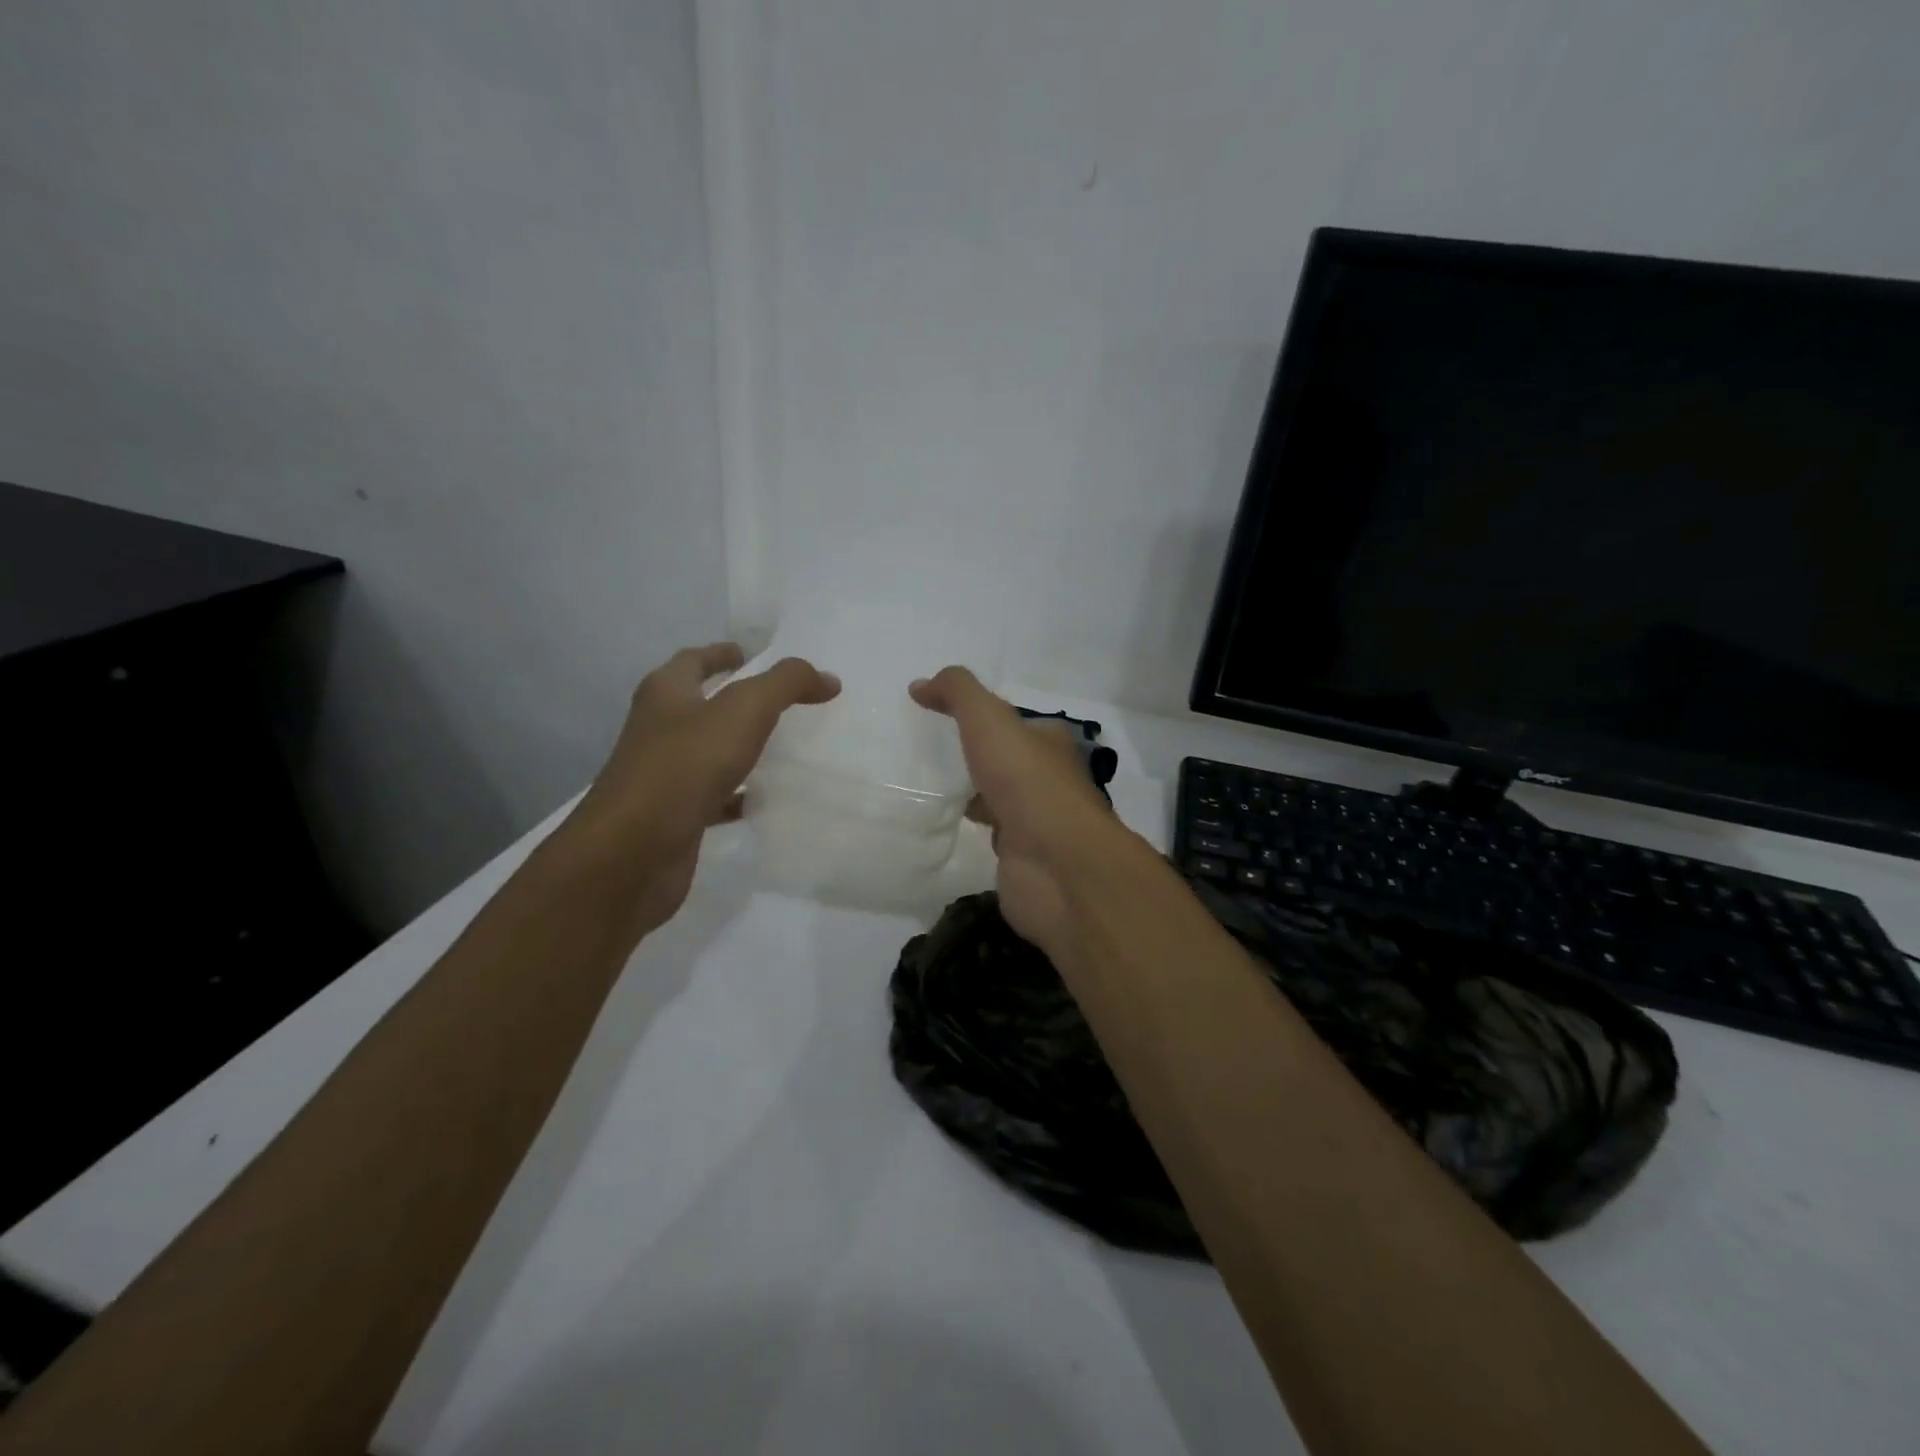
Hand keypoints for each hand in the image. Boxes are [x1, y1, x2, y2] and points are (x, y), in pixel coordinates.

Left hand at [568, 643, 839, 932]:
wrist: (632, 852)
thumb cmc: (685, 766)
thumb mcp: (744, 710)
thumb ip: (787, 685)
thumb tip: (827, 678)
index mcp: (666, 694)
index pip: (694, 660)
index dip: (721, 653)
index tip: (751, 653)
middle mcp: (660, 729)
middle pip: (699, 704)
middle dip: (734, 699)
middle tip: (780, 700)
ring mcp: (664, 775)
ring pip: (708, 752)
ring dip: (738, 747)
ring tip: (782, 746)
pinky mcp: (674, 816)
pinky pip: (713, 796)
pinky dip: (738, 795)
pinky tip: (765, 800)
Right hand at [909, 667, 1116, 956]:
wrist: (1056, 863)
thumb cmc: (1027, 782)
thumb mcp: (989, 720)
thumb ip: (957, 693)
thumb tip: (920, 684)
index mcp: (1049, 741)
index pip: (1012, 721)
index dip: (979, 716)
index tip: (938, 717)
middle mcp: (1047, 777)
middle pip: (1005, 760)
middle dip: (974, 756)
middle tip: (927, 753)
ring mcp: (1035, 818)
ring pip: (997, 797)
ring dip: (971, 793)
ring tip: (927, 786)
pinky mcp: (1021, 855)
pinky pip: (990, 833)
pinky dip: (971, 826)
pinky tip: (943, 824)